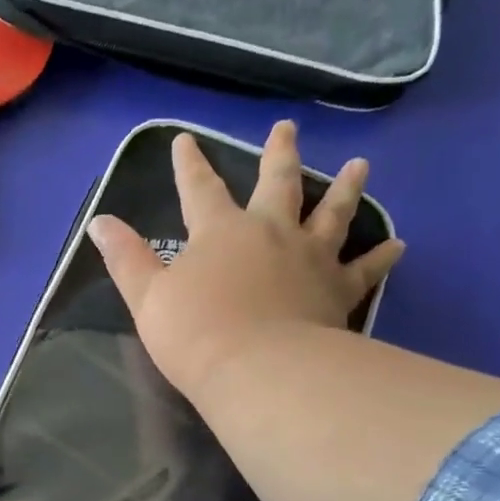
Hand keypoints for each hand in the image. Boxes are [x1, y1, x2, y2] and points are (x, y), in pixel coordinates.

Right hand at [86, 123, 403, 402]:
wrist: (257, 370)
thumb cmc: (195, 333)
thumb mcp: (146, 296)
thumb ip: (125, 258)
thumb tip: (99, 221)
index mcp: (220, 231)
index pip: (199, 188)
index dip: (189, 165)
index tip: (185, 140)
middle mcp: (270, 232)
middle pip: (278, 184)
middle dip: (279, 155)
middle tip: (287, 129)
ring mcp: (310, 258)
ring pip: (332, 213)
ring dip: (345, 188)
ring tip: (362, 165)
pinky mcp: (337, 290)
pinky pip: (365, 269)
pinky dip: (382, 256)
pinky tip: (399, 244)